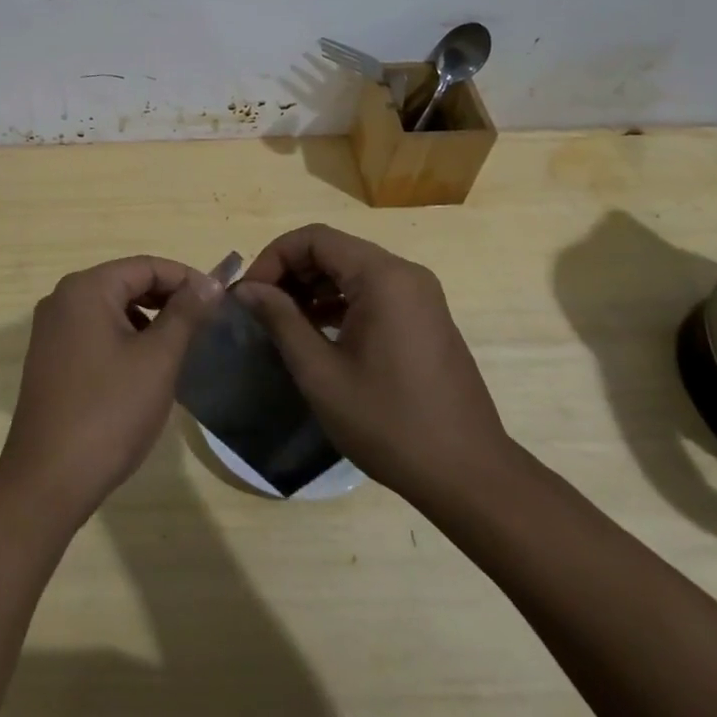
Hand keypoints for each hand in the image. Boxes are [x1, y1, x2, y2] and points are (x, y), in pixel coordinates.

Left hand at [0, 256, 222, 525]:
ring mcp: (51, 330)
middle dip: (167, 299)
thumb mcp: (157, 359)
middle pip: (126, 283)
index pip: (145, 266)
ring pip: (111, 309)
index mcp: (85, 288)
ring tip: (179, 348)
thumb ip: (185, 314)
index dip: (186, 278)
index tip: (219, 301)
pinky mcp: (49, 358)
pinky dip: (124, 339)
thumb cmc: (110, 412)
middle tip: (205, 325)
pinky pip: (94, 332)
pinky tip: (144, 369)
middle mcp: (62, 299)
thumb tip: (209, 281)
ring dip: (147, 320)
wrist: (48, 479)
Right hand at [233, 224, 519, 508]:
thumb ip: (280, 320)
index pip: (314, 239)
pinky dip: (338, 302)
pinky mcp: (424, 319)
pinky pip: (372, 292)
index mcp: (383, 276)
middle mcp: (405, 274)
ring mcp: (420, 296)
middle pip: (333, 250)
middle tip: (259, 307)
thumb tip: (246, 289)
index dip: (273, 258)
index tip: (248, 293)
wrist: (471, 478)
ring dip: (312, 287)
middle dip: (290, 272)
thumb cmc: (389, 423)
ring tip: (281, 321)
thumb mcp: (321, 373)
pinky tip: (316, 333)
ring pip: (351, 270)